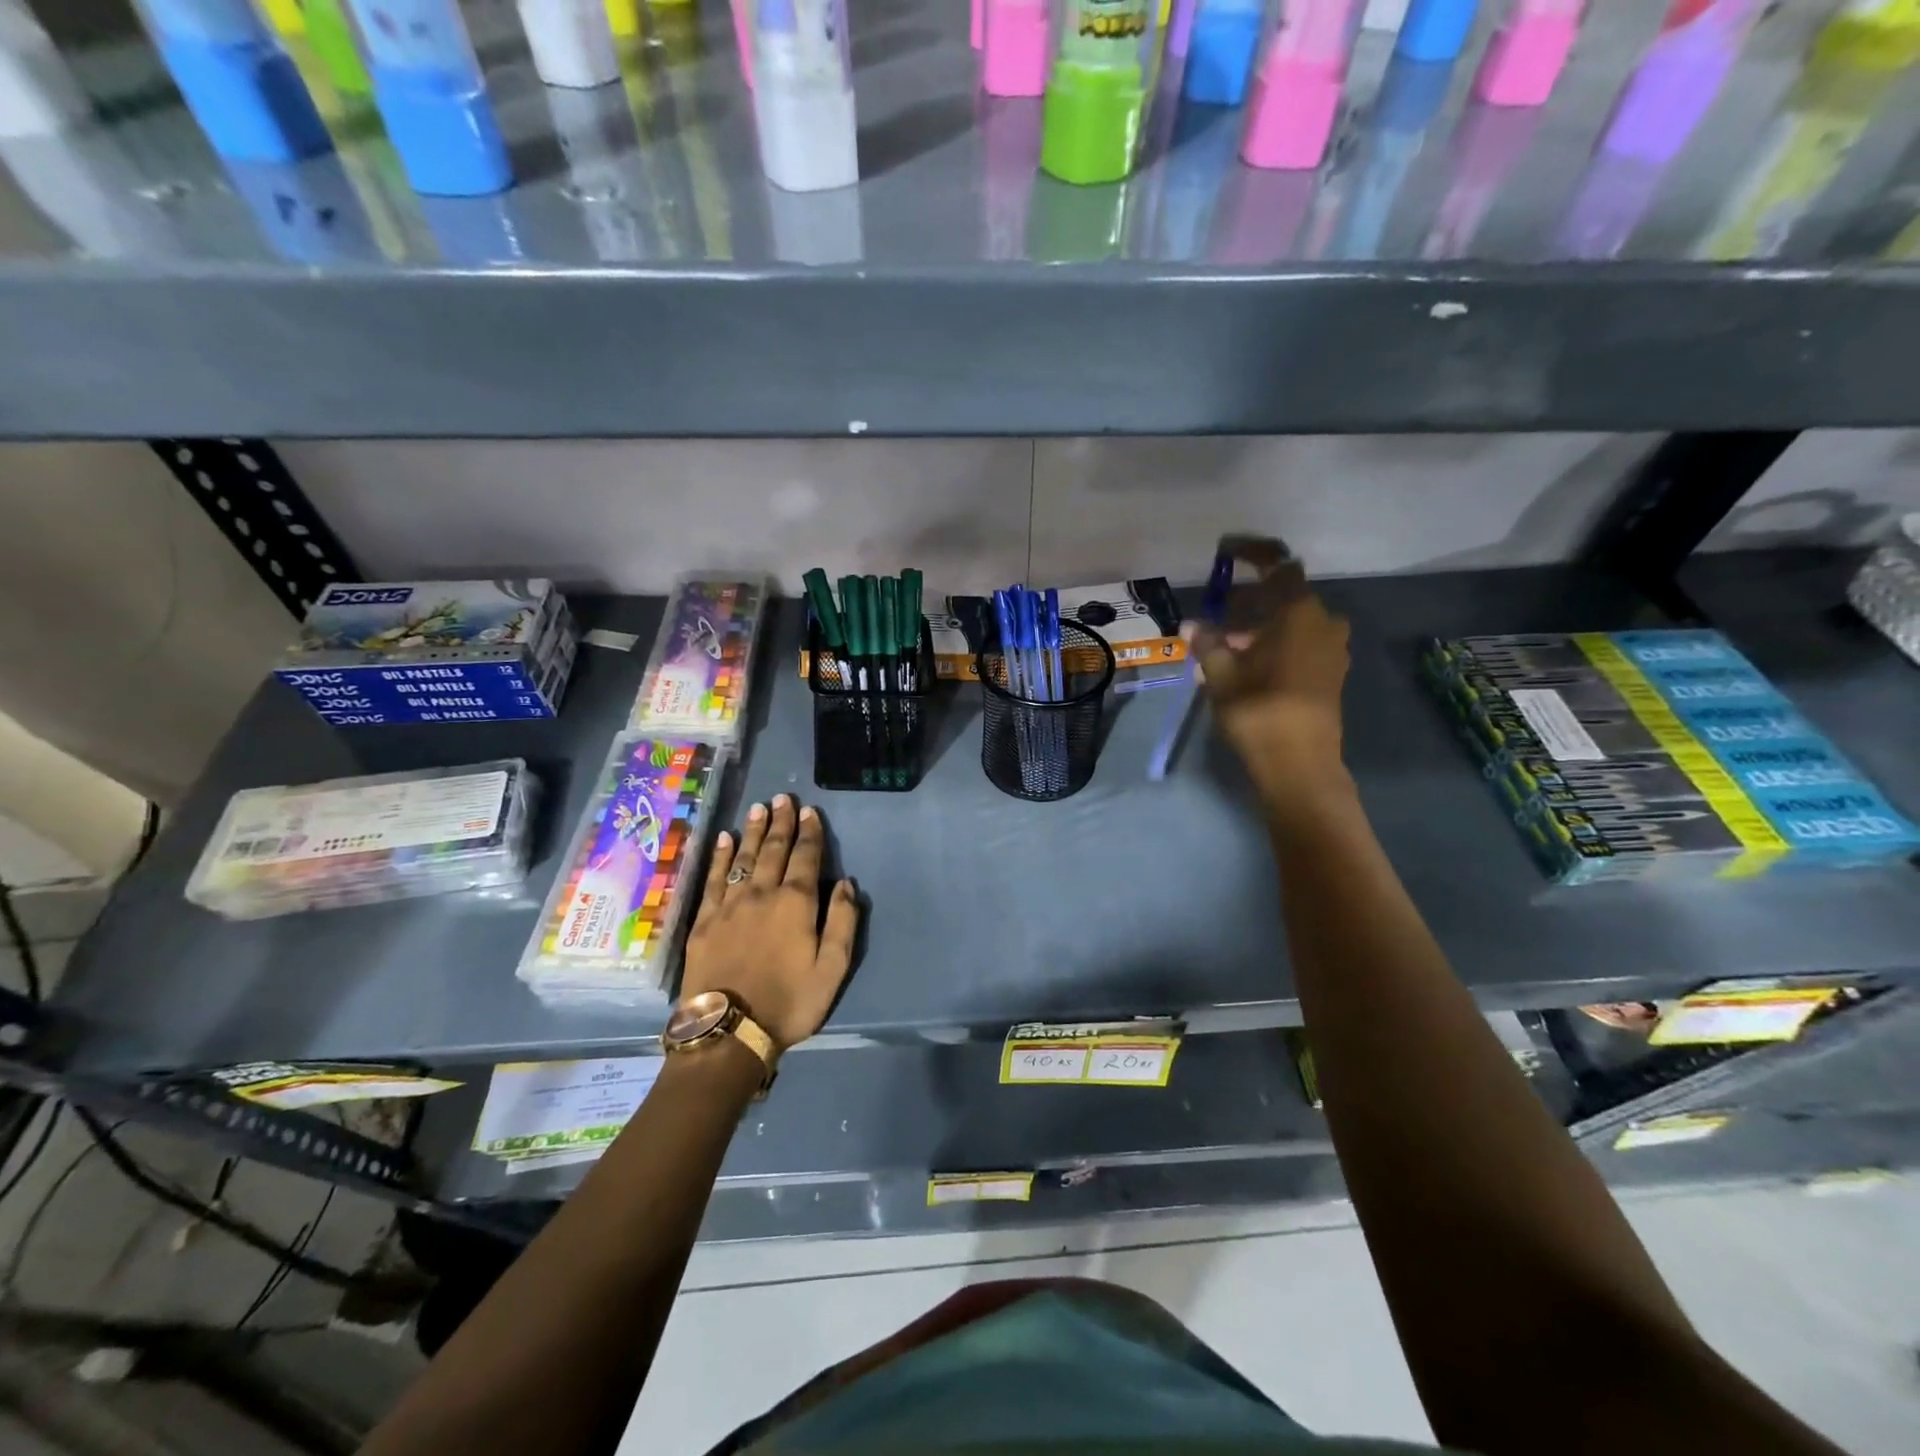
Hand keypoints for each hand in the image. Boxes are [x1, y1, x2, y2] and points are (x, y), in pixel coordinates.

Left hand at [682, 795, 860, 1051]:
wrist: (728, 1031)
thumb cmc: (789, 1002)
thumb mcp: (832, 969)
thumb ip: (843, 923)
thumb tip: (846, 885)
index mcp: (796, 903)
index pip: (806, 858)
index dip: (810, 833)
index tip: (809, 811)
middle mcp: (762, 894)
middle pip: (773, 850)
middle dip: (780, 822)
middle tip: (783, 798)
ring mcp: (729, 905)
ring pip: (743, 858)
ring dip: (752, 831)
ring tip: (758, 808)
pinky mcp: (703, 921)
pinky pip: (713, 879)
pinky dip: (720, 856)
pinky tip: (724, 840)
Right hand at [1191, 536, 1352, 813]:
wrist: (1299, 765)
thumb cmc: (1259, 711)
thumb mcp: (1222, 675)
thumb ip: (1208, 643)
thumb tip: (1192, 625)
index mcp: (1299, 612)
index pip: (1277, 564)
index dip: (1251, 552)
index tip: (1224, 550)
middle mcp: (1324, 621)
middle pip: (1283, 595)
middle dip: (1248, 600)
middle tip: (1214, 615)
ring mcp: (1332, 648)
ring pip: (1291, 621)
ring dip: (1260, 624)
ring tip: (1224, 644)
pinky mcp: (1331, 672)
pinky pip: (1301, 642)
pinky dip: (1275, 642)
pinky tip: (1247, 663)